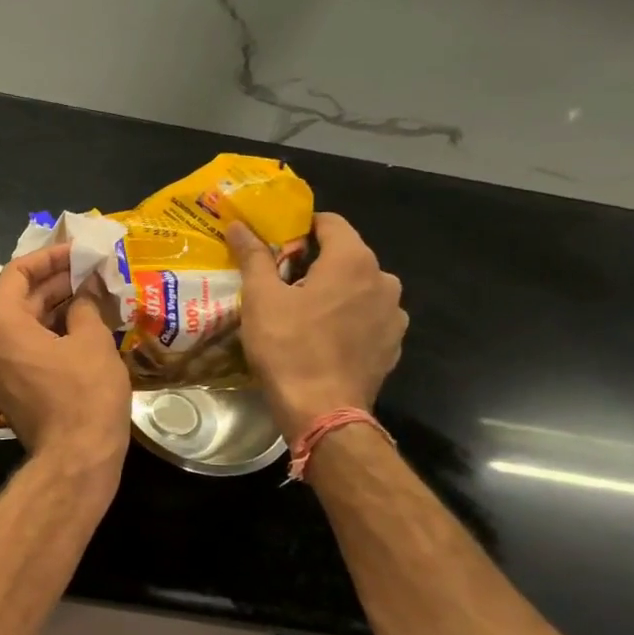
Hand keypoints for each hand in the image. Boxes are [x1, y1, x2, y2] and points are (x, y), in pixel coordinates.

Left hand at [0, 245, 131, 475]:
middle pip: (19, 298)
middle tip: (92, 269)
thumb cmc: (84, 394)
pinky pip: (25, 347)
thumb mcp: (91, 341)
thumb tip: (85, 293)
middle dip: (56, 281)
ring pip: (23, 324)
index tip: (78, 251)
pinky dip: (49, 332)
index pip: (17, 272)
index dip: (49, 257)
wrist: (75, 458)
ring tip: (92, 292)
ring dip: (54, 306)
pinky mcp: (9, 386)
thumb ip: (85, 306)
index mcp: (0, 323)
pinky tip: (81, 324)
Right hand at [229, 214, 406, 439]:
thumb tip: (239, 225)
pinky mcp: (393, 344)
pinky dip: (347, 319)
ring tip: (301, 313)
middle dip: (315, 263)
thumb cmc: (288, 347)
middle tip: (280, 282)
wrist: (322, 411)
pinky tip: (322, 338)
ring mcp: (394, 314)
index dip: (301, 227)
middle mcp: (383, 280)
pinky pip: (367, 318)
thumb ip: (254, 257)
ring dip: (333, 292)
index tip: (276, 242)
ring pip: (358, 289)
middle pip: (346, 256)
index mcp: (353, 261)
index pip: (331, 223)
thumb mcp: (261, 299)